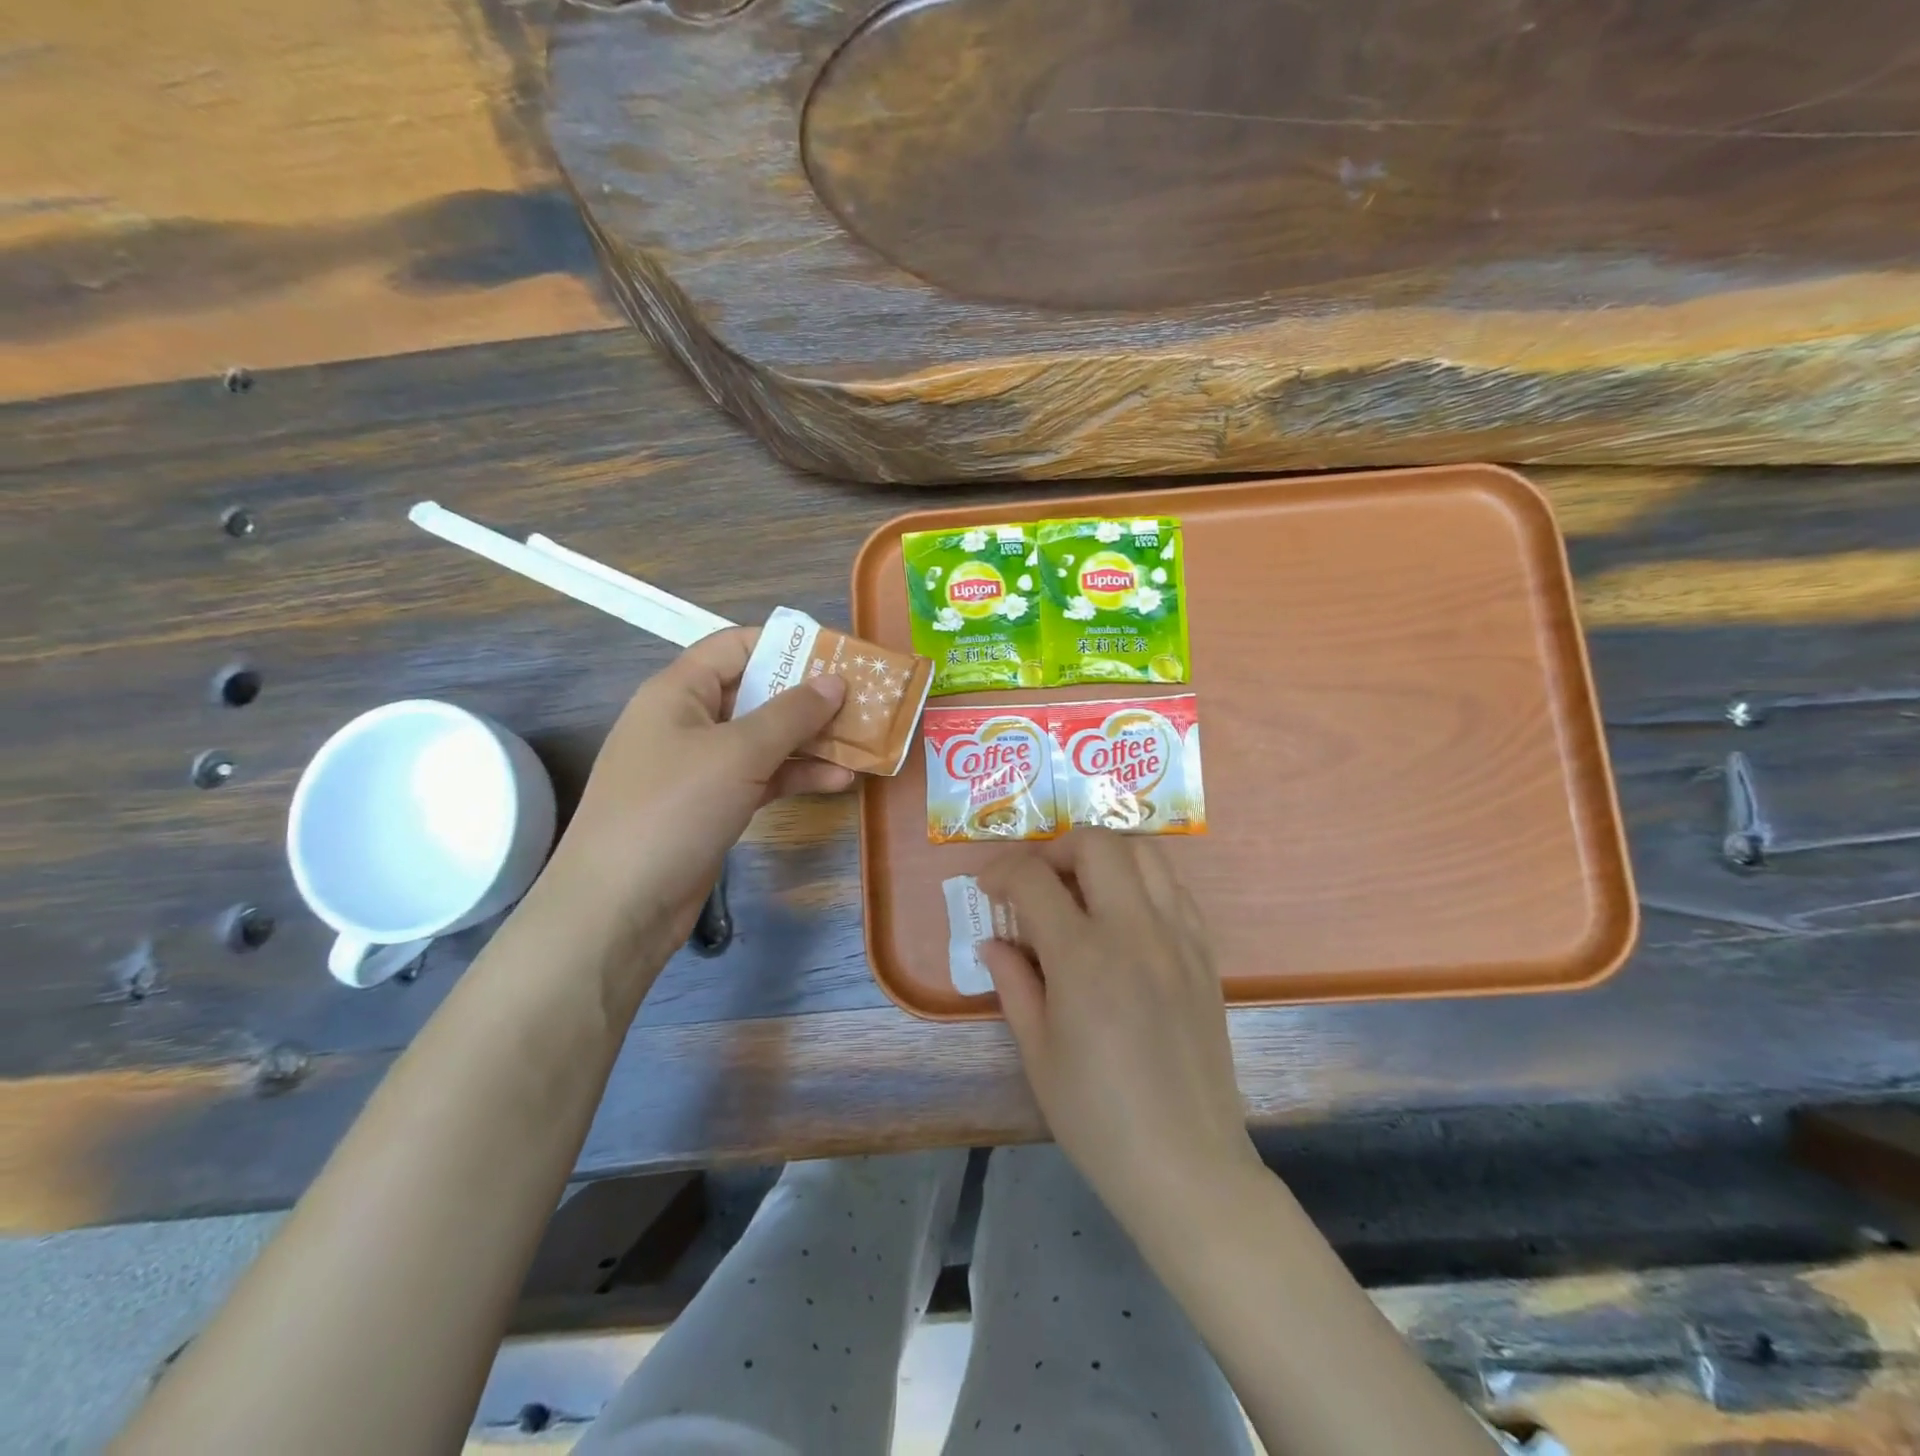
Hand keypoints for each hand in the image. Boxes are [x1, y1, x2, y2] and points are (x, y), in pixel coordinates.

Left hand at [547, 627, 850, 956]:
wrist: (619, 907)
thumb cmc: (674, 809)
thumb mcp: (738, 753)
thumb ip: (791, 714)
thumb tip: (835, 680)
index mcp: (679, 692)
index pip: (736, 646)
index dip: (786, 645)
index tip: (838, 655)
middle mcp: (688, 722)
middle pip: (755, 693)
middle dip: (809, 697)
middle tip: (863, 700)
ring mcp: (700, 767)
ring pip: (765, 740)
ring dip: (812, 740)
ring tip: (864, 741)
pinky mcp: (712, 806)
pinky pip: (762, 778)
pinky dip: (797, 777)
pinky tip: (839, 780)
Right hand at [978, 830, 1261, 1244]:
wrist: (1186, 1164)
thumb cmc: (1097, 1117)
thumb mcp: (1038, 1052)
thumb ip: (1013, 984)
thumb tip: (993, 941)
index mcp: (1083, 957)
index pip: (1033, 879)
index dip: (1000, 872)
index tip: (988, 888)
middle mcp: (1135, 931)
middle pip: (1097, 843)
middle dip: (1056, 849)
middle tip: (1038, 882)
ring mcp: (1178, 937)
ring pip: (1146, 852)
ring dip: (1105, 855)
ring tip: (1084, 889)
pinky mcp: (1205, 953)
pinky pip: (1176, 888)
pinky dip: (1144, 881)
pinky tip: (1127, 916)